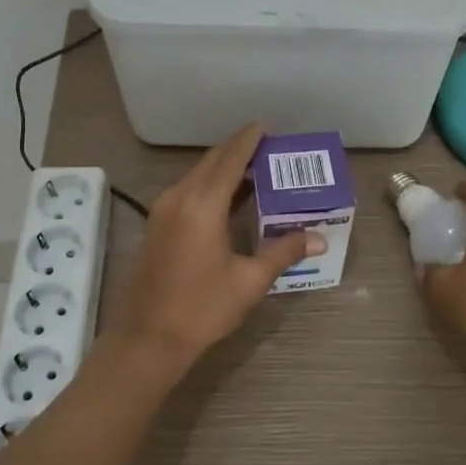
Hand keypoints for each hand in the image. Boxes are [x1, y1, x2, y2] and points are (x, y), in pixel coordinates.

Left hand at [107, 123, 324, 381]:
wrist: (147, 339)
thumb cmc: (201, 308)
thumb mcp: (249, 281)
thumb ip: (283, 252)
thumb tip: (318, 238)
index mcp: (202, 204)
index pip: (230, 159)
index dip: (248, 140)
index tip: (265, 125)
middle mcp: (179, 198)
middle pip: (211, 162)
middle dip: (237, 150)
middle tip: (267, 147)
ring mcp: (163, 211)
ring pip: (197, 176)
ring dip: (223, 169)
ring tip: (255, 169)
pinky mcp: (157, 226)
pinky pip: (188, 192)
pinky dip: (210, 186)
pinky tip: (230, 199)